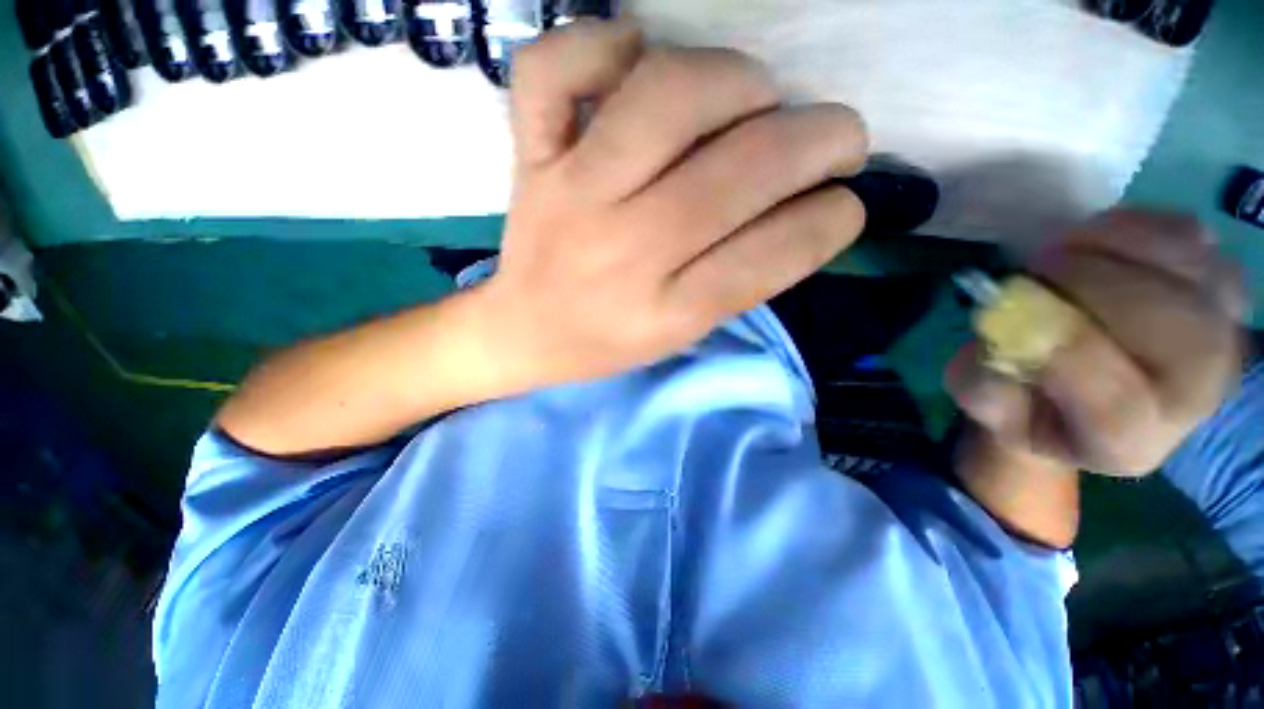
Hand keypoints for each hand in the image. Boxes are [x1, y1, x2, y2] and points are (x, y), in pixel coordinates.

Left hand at [476, 20, 868, 388]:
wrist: (526, 330)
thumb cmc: (607, 341)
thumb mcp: (682, 335)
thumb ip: (740, 278)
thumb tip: (805, 209)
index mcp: (667, 312)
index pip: (771, 254)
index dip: (831, 219)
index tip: (847, 203)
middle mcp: (625, 250)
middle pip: (739, 171)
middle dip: (820, 140)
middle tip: (839, 139)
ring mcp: (571, 194)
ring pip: (666, 99)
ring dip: (739, 82)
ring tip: (759, 99)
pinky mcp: (531, 158)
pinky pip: (553, 71)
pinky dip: (599, 42)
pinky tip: (634, 60)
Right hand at [947, 209, 1245, 477]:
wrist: (1094, 394)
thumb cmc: (1031, 403)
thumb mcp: (989, 407)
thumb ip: (985, 384)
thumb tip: (1003, 333)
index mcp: (1127, 442)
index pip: (1118, 405)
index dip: (1065, 350)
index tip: (1006, 308)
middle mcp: (1194, 394)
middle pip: (1163, 321)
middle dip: (1084, 280)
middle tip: (1029, 270)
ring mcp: (1221, 332)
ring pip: (1181, 263)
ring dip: (1106, 245)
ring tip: (1058, 257)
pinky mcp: (1223, 285)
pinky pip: (1187, 234)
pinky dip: (1134, 227)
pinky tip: (1096, 246)